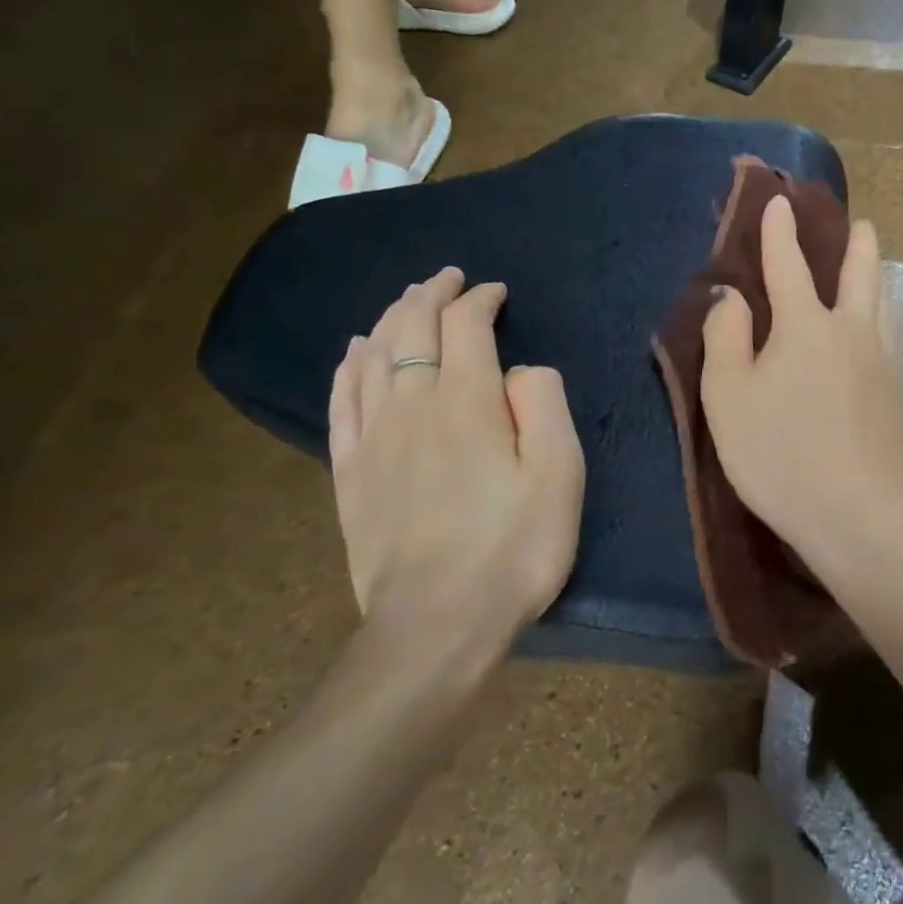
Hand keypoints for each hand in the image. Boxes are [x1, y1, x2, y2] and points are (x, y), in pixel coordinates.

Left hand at [328, 269, 584, 664]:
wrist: (437, 624)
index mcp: (467, 403)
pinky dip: (349, 365)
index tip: (496, 292)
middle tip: (448, 278)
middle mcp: (412, 406)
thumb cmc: (514, 549)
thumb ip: (544, 405)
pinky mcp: (350, 472)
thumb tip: (521, 370)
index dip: (480, 301)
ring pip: (373, 356)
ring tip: (408, 301)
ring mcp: (373, 439)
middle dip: (432, 295)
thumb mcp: (560, 475)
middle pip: (411, 330)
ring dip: (392, 318)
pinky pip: (343, 400)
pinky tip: (355, 351)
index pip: (466, 328)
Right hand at [700, 196, 902, 560]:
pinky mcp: (896, 396)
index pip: (789, 265)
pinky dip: (881, 317)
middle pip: (858, 275)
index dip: (779, 232)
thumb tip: (732, 296)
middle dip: (856, 244)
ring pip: (882, 305)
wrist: (855, 510)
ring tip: (875, 264)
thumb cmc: (778, 452)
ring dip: (876, 276)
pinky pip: (888, 338)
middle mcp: (850, 332)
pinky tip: (878, 330)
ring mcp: (881, 363)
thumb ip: (726, 338)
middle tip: (861, 223)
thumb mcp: (728, 396)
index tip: (779, 202)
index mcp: (805, 326)